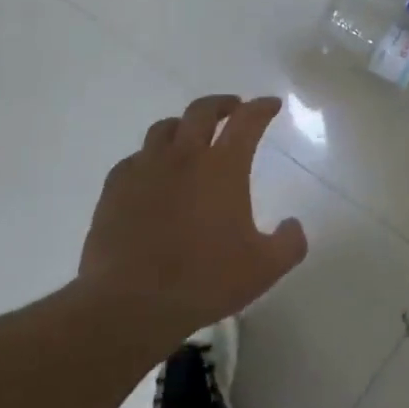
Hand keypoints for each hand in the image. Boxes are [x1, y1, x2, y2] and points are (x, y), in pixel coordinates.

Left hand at [79, 95, 307, 338]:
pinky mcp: (115, 188)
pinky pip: (135, 159)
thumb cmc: (204, 280)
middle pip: (202, 111)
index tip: (271, 104)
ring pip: (164, 129)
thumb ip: (289, 243)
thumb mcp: (264, 269)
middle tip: (233, 108)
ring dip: (183, 126)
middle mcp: (184, 157)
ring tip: (190, 137)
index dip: (261, 108)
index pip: (247, 121)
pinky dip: (151, 158)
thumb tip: (293, 225)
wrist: (131, 303)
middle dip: (222, 104)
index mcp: (223, 167)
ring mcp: (145, 169)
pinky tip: (153, 174)